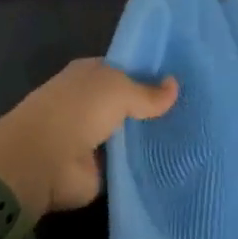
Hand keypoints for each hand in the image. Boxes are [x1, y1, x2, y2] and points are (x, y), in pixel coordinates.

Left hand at [0, 58, 176, 217]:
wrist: (43, 161)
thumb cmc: (77, 110)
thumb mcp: (119, 90)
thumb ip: (147, 91)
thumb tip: (175, 85)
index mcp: (90, 74)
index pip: (124, 69)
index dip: (149, 73)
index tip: (181, 80)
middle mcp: (90, 102)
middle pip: (128, 102)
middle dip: (153, 108)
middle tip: (194, 110)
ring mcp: (93, 137)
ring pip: (129, 133)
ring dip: (149, 138)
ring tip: (191, 138)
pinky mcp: (97, 169)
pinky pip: (127, 164)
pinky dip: (143, 166)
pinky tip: (173, 164)